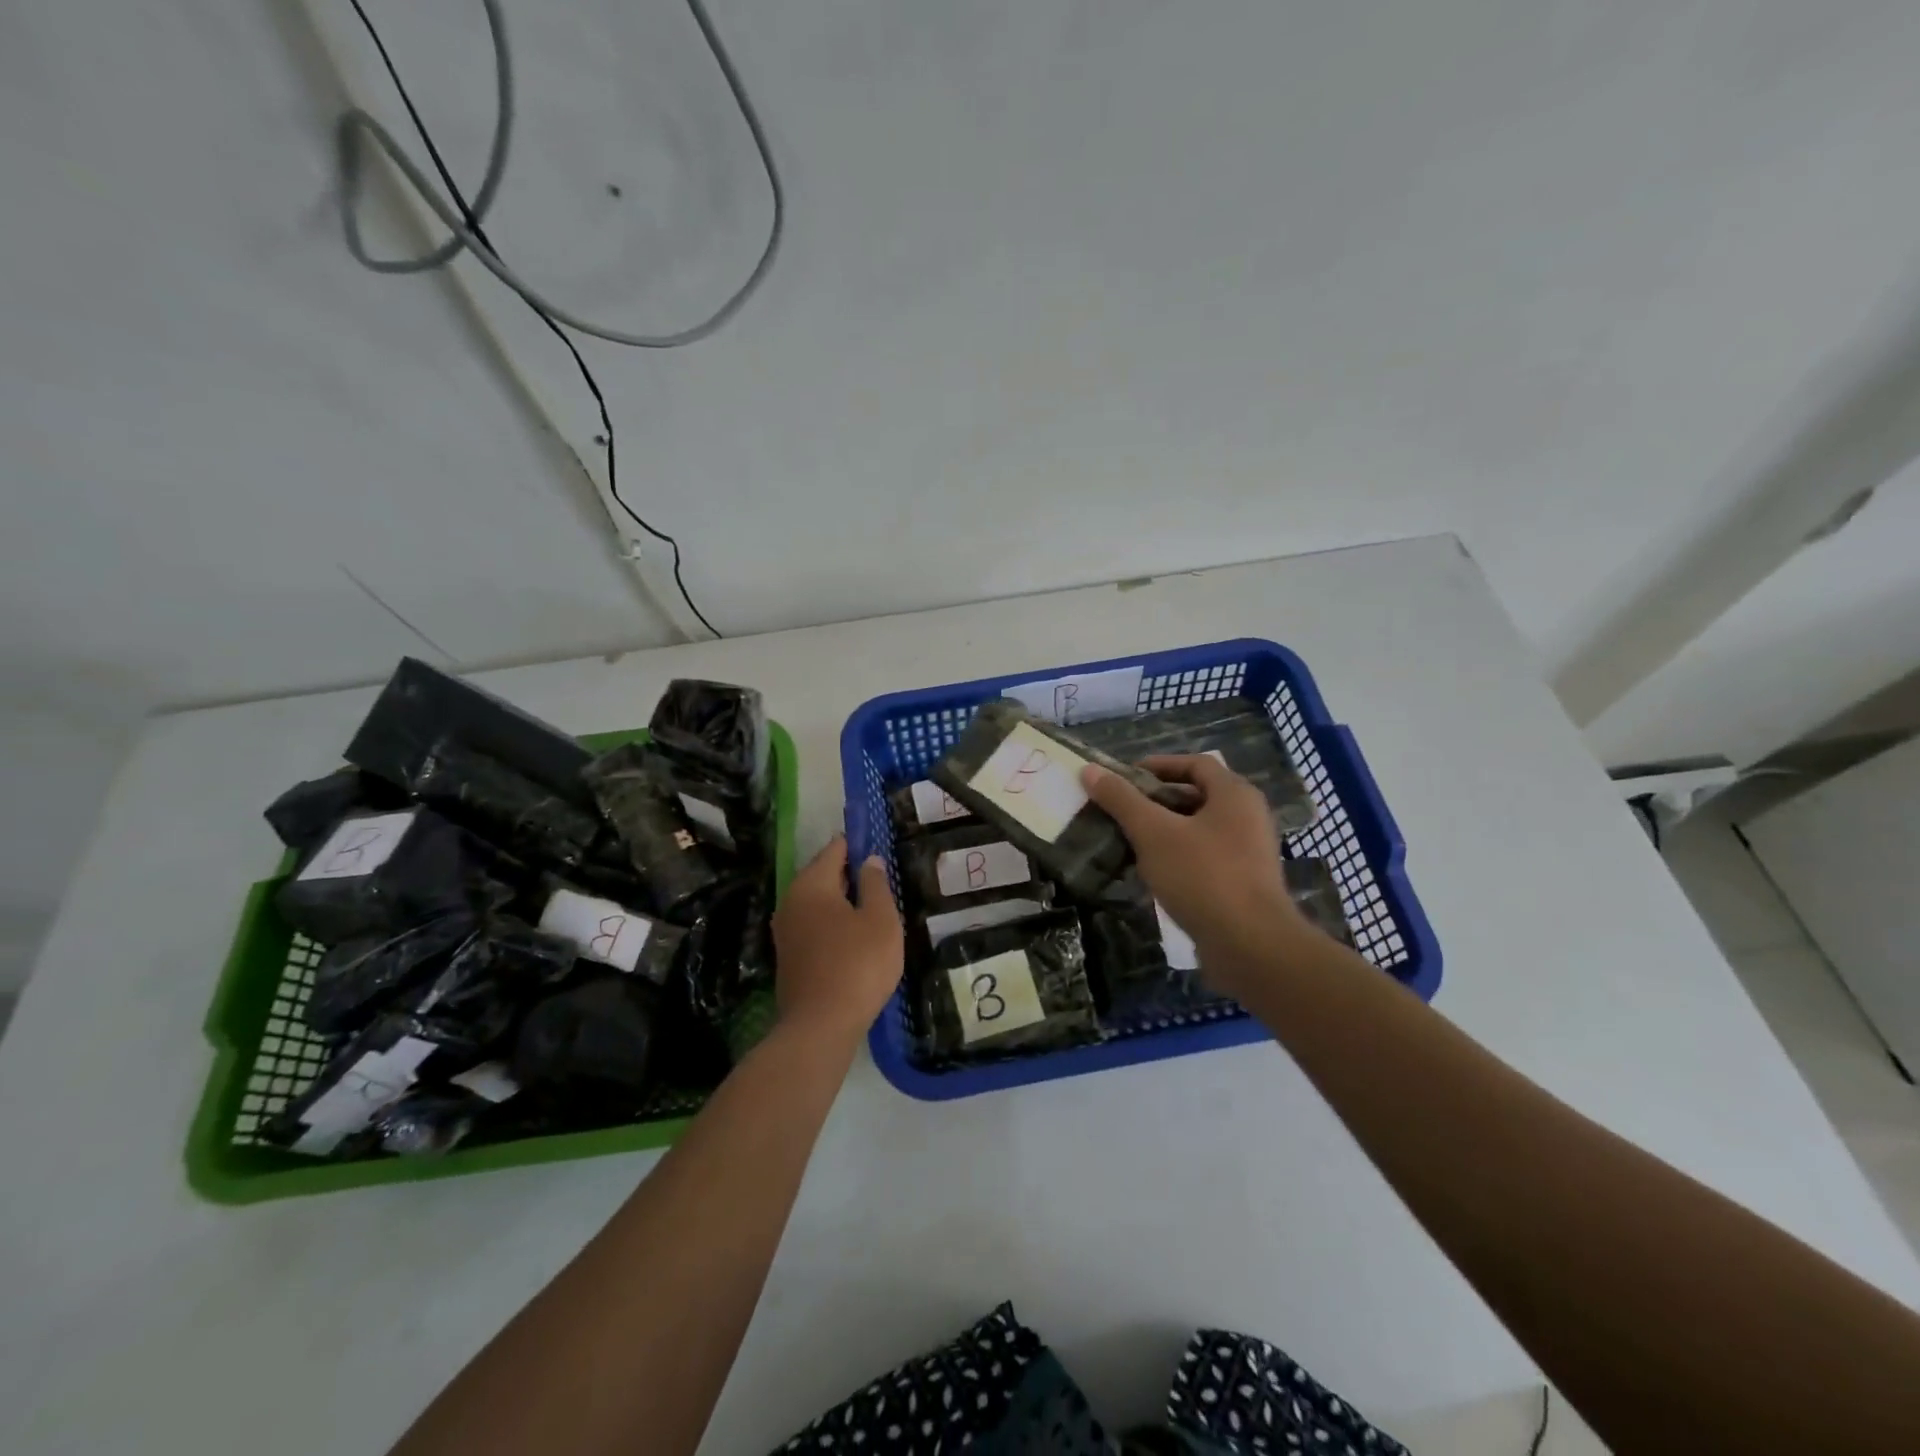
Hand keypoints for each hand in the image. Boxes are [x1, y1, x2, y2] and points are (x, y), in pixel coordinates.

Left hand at [771, 834, 903, 1040]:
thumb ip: (876, 884)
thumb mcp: (881, 920)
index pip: (836, 849)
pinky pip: (814, 926)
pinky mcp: (788, 956)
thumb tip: (869, 860)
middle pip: (824, 874)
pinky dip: (833, 924)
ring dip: (843, 902)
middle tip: (883, 880)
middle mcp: (791, 900)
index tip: (880, 846)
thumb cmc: (857, 965)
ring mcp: (785, 930)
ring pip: (819, 902)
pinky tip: (855, 937)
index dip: (859, 844)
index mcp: (812, 883)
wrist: (820, 1026)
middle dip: (852, 874)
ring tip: (874, 909)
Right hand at [1082, 754, 1305, 985]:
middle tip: (1120, 809)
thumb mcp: (1153, 833)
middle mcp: (1248, 817)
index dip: (1158, 765)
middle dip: (1156, 800)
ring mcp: (1249, 852)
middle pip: (1196, 795)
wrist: (1251, 946)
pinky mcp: (1244, 883)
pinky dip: (1177, 857)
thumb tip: (1091, 770)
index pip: (1195, 763)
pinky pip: (1205, 857)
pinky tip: (1151, 872)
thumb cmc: (1203, 877)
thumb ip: (1122, 800)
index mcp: (1234, 794)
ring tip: (1128, 840)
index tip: (1124, 777)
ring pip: (1199, 829)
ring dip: (1164, 831)